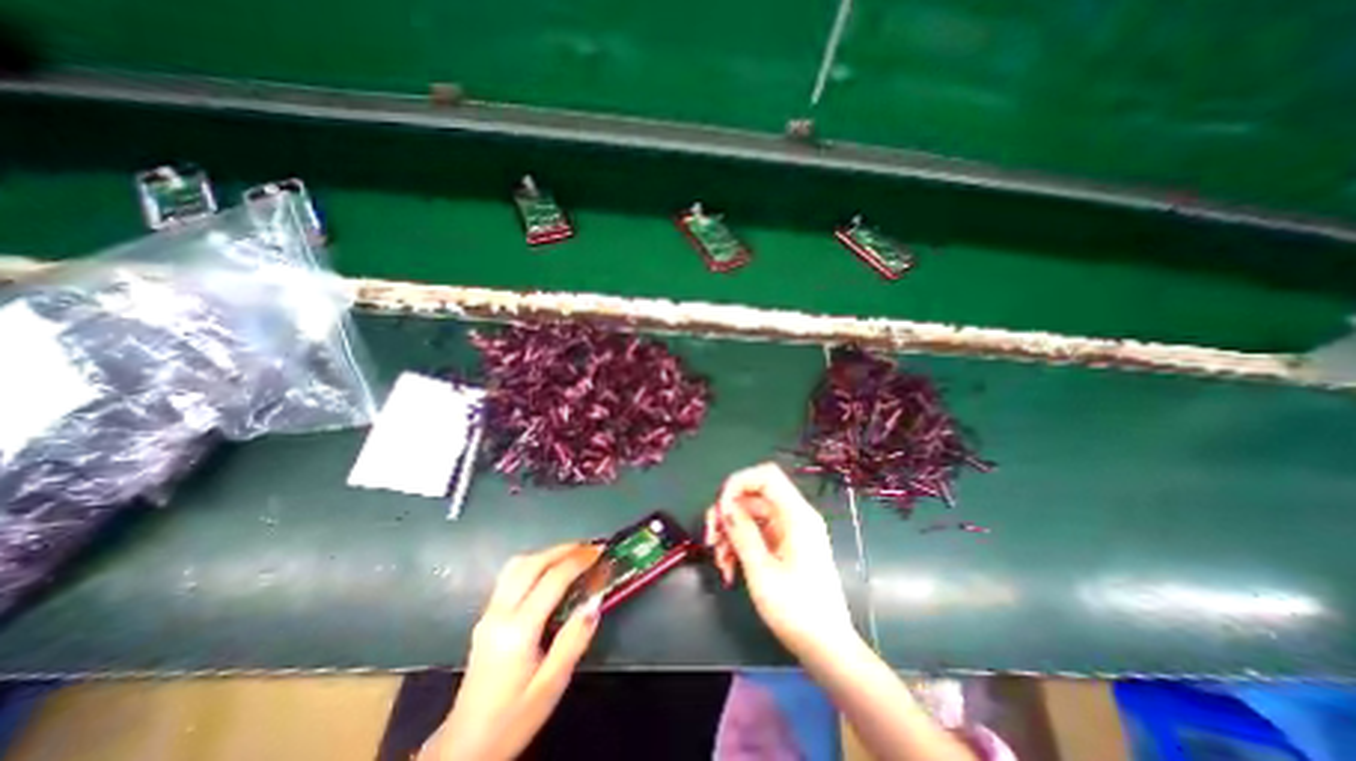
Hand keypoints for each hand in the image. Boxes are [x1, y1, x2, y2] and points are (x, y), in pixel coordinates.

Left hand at [420, 543, 597, 757]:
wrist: (464, 748)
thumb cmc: (513, 718)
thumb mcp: (552, 684)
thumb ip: (575, 638)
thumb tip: (596, 599)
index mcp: (518, 630)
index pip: (552, 579)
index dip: (579, 561)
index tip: (600, 552)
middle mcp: (499, 613)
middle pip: (532, 563)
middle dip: (564, 549)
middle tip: (590, 548)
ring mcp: (488, 613)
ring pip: (517, 565)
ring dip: (547, 553)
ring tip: (573, 554)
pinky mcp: (485, 617)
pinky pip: (510, 576)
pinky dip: (534, 563)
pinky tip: (548, 570)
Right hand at [706, 464, 851, 658]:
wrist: (826, 648)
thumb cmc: (798, 611)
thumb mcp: (762, 571)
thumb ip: (742, 533)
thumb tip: (724, 506)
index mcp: (796, 515)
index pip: (765, 475)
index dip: (738, 483)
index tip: (721, 510)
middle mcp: (793, 516)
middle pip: (752, 496)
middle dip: (727, 514)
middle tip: (711, 540)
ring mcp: (787, 531)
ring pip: (749, 515)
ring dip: (729, 534)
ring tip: (720, 562)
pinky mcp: (782, 545)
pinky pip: (754, 532)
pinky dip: (738, 545)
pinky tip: (729, 568)